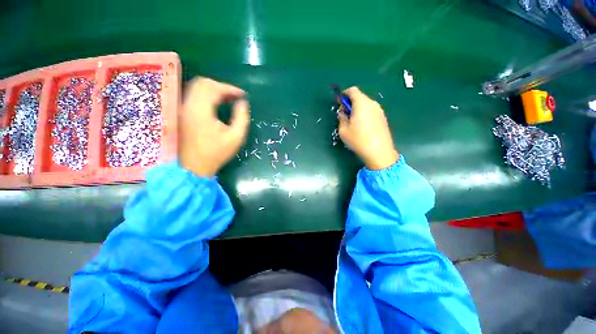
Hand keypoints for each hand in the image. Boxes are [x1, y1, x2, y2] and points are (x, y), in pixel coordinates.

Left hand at [179, 77, 249, 176]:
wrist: (195, 166)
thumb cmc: (217, 153)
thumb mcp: (236, 137)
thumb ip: (241, 118)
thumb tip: (243, 103)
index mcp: (201, 110)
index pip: (214, 88)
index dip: (230, 89)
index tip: (243, 95)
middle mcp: (188, 105)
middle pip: (203, 83)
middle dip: (221, 86)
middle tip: (234, 96)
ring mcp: (183, 109)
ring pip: (196, 88)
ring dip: (213, 90)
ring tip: (227, 99)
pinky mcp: (182, 114)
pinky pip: (193, 95)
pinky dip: (206, 95)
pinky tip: (216, 104)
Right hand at [337, 87, 398, 169]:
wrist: (379, 151)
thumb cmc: (358, 140)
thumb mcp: (343, 130)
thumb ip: (341, 118)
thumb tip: (342, 113)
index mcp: (361, 104)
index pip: (353, 90)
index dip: (344, 94)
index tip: (339, 102)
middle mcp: (372, 104)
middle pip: (360, 97)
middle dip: (350, 103)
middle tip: (344, 114)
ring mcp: (379, 111)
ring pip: (366, 105)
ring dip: (358, 109)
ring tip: (353, 122)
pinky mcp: (383, 118)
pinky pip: (371, 111)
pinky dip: (364, 114)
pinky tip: (362, 127)